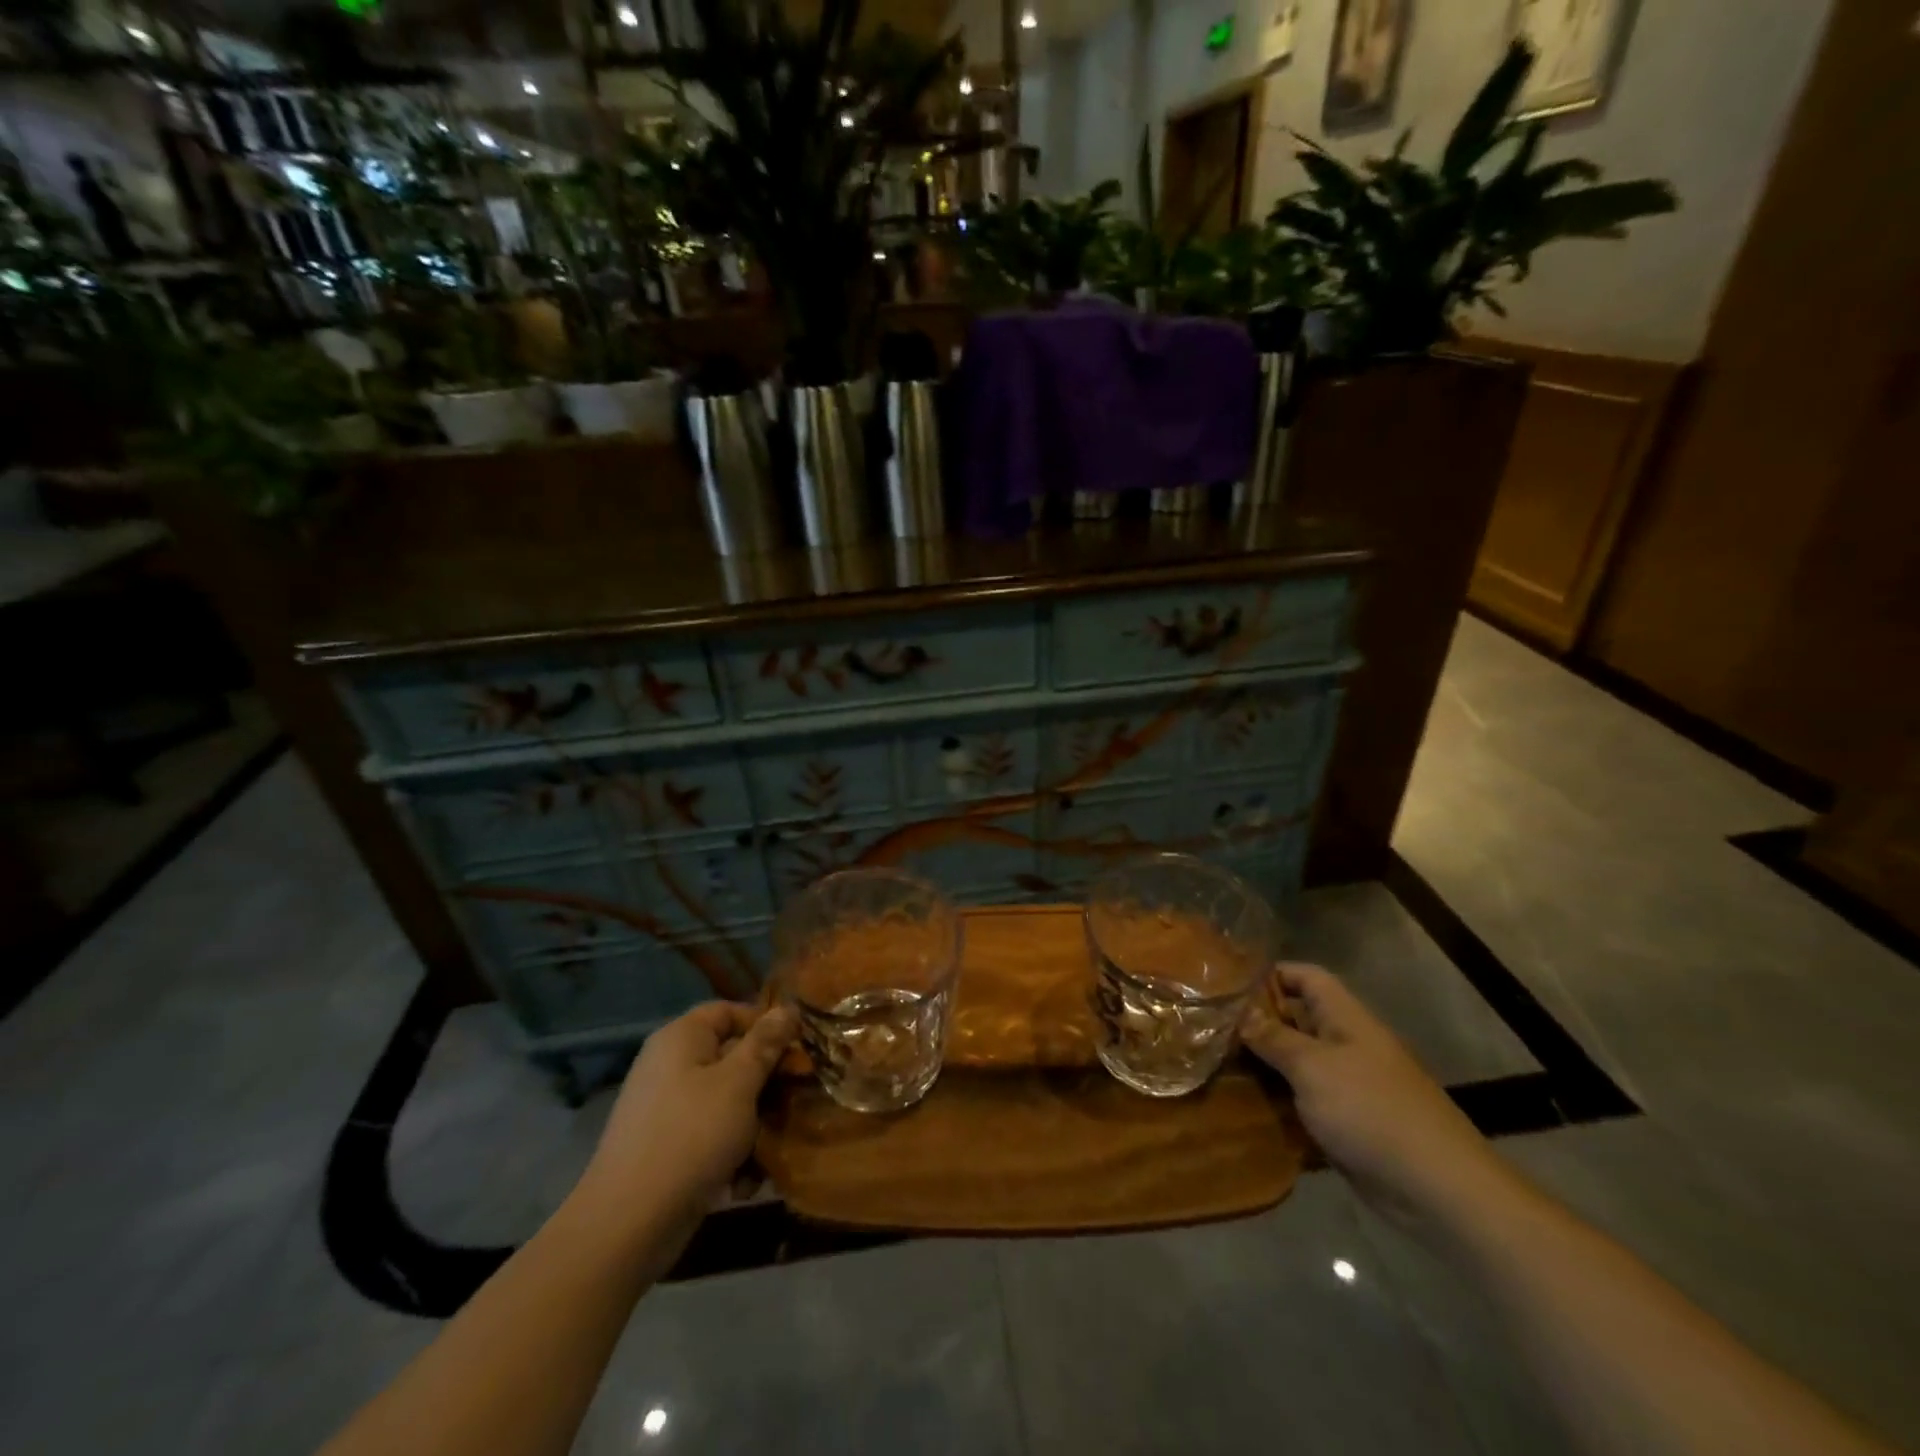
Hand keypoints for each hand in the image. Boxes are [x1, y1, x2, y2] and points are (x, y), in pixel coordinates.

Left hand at [577, 1001, 797, 1225]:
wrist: (627, 1225)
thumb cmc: (691, 1136)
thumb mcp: (739, 1083)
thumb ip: (765, 1044)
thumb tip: (788, 1009)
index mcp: (681, 1038)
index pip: (729, 1011)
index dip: (764, 1025)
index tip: (796, 1050)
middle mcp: (670, 1066)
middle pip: (731, 1058)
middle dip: (766, 1083)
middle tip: (795, 1101)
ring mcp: (665, 1109)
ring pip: (726, 1101)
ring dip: (753, 1126)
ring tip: (770, 1153)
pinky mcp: (666, 1148)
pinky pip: (709, 1136)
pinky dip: (729, 1154)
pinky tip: (742, 1184)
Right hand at [1242, 962, 1517, 1230]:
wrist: (1437, 1189)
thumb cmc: (1371, 1111)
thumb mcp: (1312, 1067)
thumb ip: (1273, 1038)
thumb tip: (1239, 1013)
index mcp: (1345, 1019)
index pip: (1305, 977)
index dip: (1270, 974)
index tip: (1227, 985)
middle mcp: (1347, 1045)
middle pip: (1297, 1019)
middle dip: (1257, 1022)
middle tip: (1210, 1028)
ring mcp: (1349, 1086)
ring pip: (1297, 1064)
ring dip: (1264, 1066)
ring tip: (1216, 1065)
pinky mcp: (1348, 1123)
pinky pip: (1305, 1101)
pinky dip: (1279, 1102)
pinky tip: (1244, 1107)